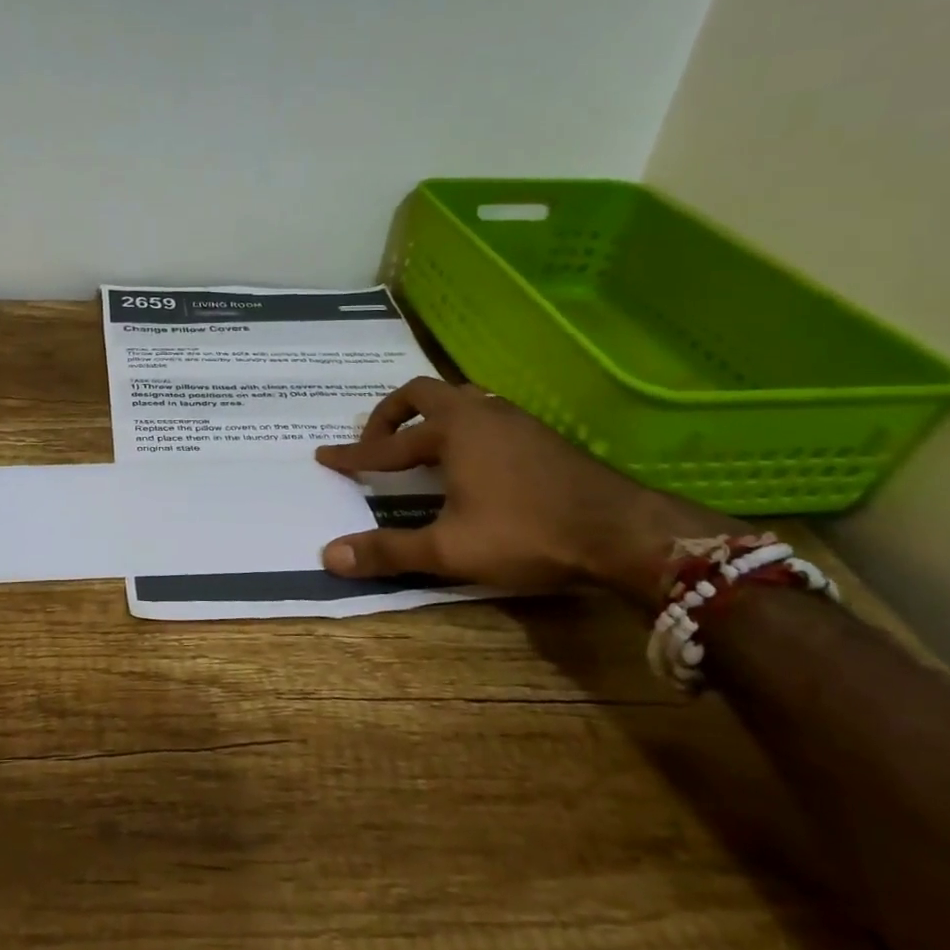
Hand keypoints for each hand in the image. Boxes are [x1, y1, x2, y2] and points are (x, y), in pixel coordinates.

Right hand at [315, 378, 740, 605]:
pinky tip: (471, 461)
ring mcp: (515, 420)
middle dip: (390, 416)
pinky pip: (485, 415)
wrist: (623, 531)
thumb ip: (388, 550)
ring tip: (419, 448)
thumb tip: (328, 556)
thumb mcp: (449, 549)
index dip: (354, 456)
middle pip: (422, 393)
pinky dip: (461, 428)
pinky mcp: (540, 435)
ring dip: (430, 418)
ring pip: (460, 400)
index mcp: (452, 431)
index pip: (387, 445)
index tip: (326, 458)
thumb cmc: (527, 533)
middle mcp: (480, 413)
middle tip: (375, 444)